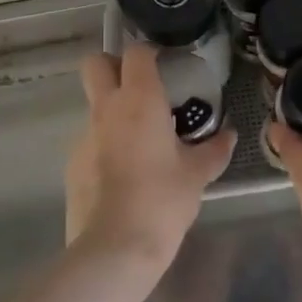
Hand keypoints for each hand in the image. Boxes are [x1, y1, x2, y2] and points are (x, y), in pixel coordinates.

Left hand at [65, 44, 236, 280]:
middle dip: (114, 65)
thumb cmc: (162, 200)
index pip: (136, 53)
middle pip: (96, 64)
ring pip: (93, 105)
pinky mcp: (72, 164)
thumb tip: (229, 136)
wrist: (114, 249)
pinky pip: (90, 140)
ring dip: (112, 110)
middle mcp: (106, 109)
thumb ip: (214, 150)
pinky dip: (105, 145)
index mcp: (139, 100)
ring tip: (140, 141)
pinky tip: (124, 174)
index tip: (165, 64)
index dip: (149, 53)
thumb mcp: (197, 175)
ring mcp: (84, 136)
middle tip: (140, 87)